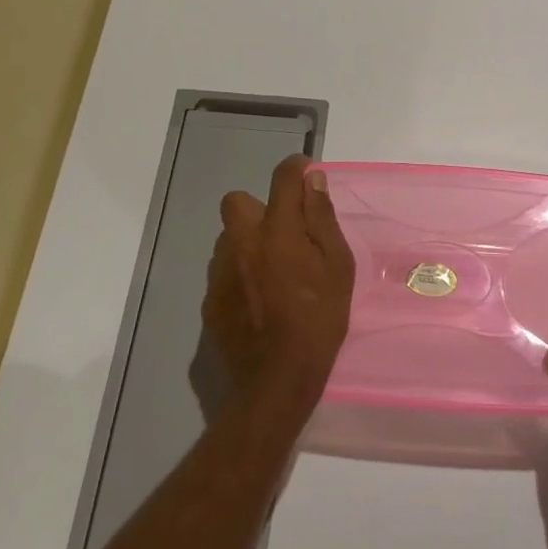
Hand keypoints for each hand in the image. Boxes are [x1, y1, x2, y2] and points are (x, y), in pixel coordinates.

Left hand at [204, 155, 355, 421]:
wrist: (277, 379)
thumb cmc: (319, 319)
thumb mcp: (337, 266)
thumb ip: (322, 218)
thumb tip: (313, 180)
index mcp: (278, 229)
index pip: (282, 178)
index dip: (296, 169)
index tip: (307, 175)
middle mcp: (242, 241)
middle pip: (239, 201)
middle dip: (261, 208)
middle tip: (286, 234)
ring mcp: (220, 270)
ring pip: (230, 237)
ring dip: (249, 241)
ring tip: (274, 270)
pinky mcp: (210, 298)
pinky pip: (224, 269)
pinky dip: (240, 272)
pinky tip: (258, 298)